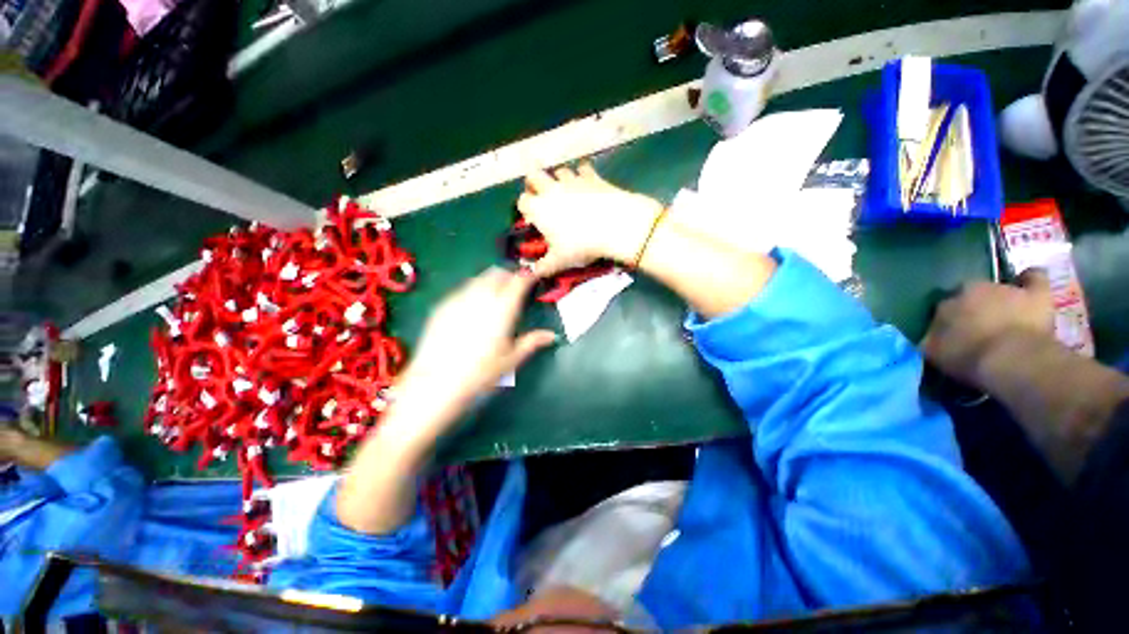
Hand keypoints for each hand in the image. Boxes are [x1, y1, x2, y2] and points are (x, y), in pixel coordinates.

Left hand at [395, 268, 556, 426]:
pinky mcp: (442, 307)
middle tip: (515, 287)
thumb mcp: (511, 360)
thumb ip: (532, 342)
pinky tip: (473, 307)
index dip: (527, 276)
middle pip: (497, 273)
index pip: (518, 281)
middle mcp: (481, 298)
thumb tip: (552, 336)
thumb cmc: (480, 374)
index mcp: (502, 309)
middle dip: (508, 275)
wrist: (435, 385)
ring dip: (491, 281)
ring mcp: (458, 300)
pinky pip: (462, 289)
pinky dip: (473, 290)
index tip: (533, 278)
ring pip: (478, 278)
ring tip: (495, 295)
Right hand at [517, 163, 664, 275]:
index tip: (531, 217)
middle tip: (541, 197)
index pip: (522, 201)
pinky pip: (582, 168)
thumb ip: (543, 267)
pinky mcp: (592, 176)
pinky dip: (582, 174)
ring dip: (558, 179)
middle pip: (534, 176)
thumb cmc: (581, 244)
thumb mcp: (560, 260)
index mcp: (539, 208)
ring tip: (565, 191)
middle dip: (534, 184)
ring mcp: (572, 180)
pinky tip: (587, 184)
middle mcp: (551, 189)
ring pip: (558, 171)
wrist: (615, 225)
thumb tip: (533, 273)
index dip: (525, 208)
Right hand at [921, 269, 1055, 384]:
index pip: (943, 309)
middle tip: (981, 327)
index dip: (950, 322)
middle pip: (970, 295)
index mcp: (944, 304)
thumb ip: (931, 340)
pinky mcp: (1035, 294)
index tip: (955, 336)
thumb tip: (929, 337)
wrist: (1011, 360)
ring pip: (999, 288)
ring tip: (1007, 317)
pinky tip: (1028, 284)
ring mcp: (1005, 289)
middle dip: (974, 307)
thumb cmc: (968, 357)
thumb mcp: (935, 353)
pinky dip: (1030, 280)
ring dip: (1001, 300)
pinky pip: (1034, 278)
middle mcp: (970, 290)